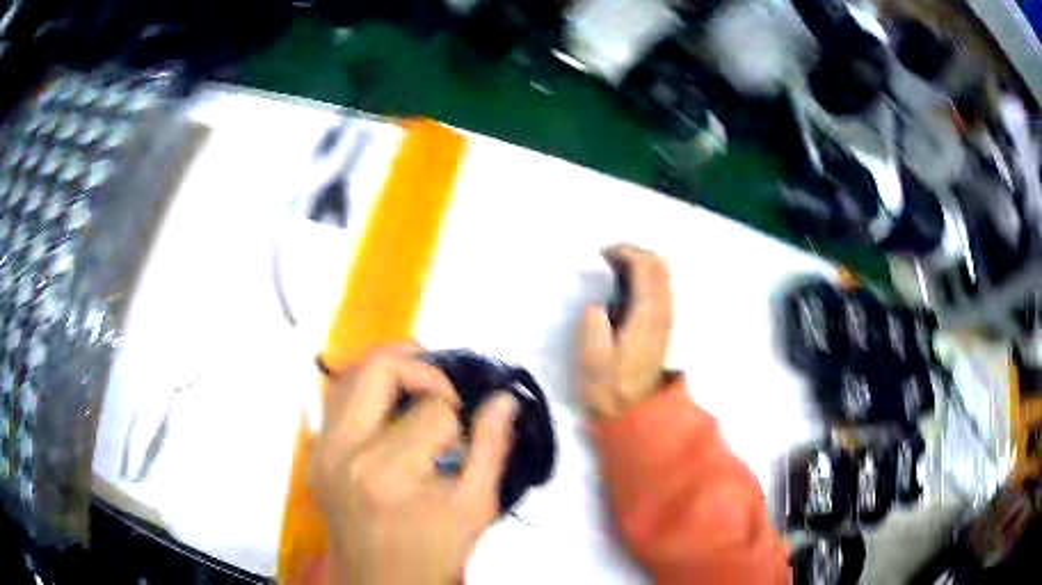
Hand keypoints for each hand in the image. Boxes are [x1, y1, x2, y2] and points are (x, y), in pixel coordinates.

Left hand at [312, 343, 518, 584]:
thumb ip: (492, 448)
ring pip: (350, 374)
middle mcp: (343, 452)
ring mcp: (321, 450)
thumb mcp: (475, 508)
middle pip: (377, 370)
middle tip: (445, 383)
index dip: (458, 413)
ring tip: (420, 383)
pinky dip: (366, 390)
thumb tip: (504, 398)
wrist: (379, 580)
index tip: (465, 433)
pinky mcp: (313, 453)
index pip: (431, 410)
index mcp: (387, 472)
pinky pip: (336, 399)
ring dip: (390, 370)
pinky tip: (390, 406)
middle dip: (420, 366)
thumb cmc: (432, 551)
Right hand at [579, 245, 672, 419]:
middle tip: (607, 258)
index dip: (624, 252)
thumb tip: (596, 306)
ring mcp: (666, 317)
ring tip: (614, 269)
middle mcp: (662, 311)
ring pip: (663, 274)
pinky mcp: (664, 324)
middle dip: (635, 252)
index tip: (601, 255)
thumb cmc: (610, 386)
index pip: (645, 267)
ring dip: (641, 263)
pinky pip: (661, 287)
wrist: (635, 411)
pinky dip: (646, 276)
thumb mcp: (593, 360)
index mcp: (645, 316)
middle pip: (659, 264)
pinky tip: (626, 286)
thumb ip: (593, 327)